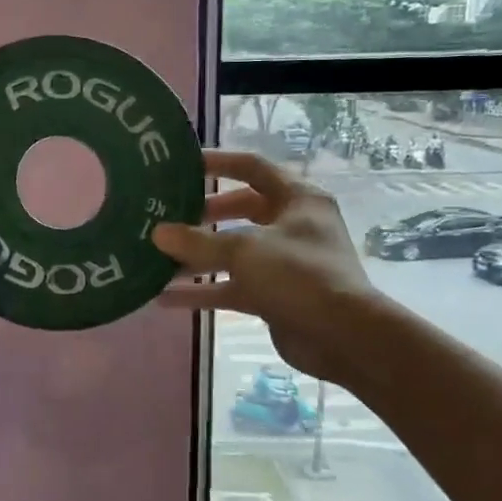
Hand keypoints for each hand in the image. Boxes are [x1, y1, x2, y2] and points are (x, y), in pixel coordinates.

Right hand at [152, 150, 376, 380]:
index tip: (181, 167)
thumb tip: (158, 233)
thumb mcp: (245, 250)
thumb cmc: (299, 275)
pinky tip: (166, 298)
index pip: (253, 168)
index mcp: (297, 199)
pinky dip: (203, 291)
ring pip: (233, 252)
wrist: (344, 337)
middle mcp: (292, 225)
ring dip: (197, 256)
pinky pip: (232, 286)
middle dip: (203, 214)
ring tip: (157, 258)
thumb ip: (198, 241)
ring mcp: (283, 262)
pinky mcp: (274, 295)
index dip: (218, 162)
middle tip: (168, 216)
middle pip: (241, 210)